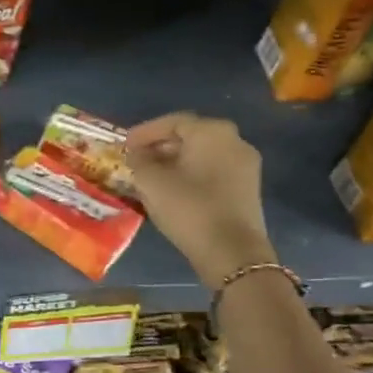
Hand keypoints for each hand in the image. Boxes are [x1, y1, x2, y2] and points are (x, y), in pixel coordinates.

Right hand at [125, 112, 275, 283]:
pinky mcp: (247, 187)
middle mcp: (234, 140)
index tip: (125, 144)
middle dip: (161, 146)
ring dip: (176, 162)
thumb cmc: (189, 208)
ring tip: (152, 176)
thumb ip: (139, 161)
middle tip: (137, 159)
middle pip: (190, 136)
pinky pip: (213, 171)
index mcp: (211, 131)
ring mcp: (245, 164)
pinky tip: (174, 190)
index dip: (145, 132)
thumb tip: (137, 153)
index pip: (173, 122)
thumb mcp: (151, 182)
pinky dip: (192, 174)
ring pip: (203, 155)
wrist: (231, 251)